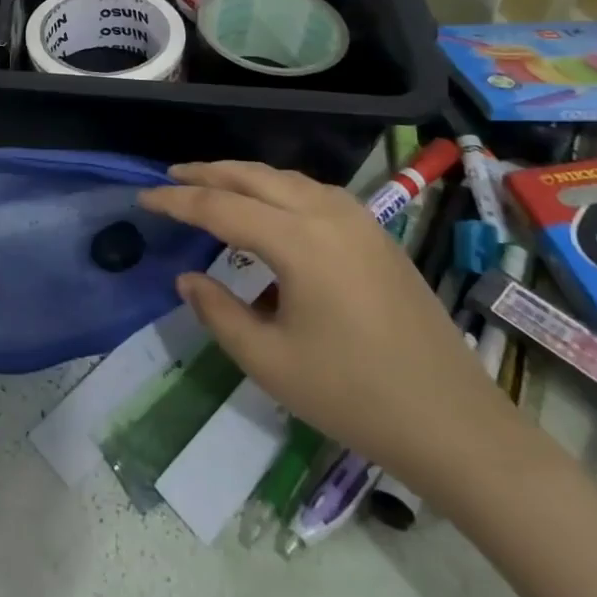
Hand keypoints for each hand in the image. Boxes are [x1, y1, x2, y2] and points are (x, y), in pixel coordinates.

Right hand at [141, 162, 518, 497]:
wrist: (453, 423)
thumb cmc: (353, 396)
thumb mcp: (269, 361)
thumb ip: (218, 312)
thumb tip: (188, 278)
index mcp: (298, 241)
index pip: (220, 206)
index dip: (176, 202)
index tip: (142, 199)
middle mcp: (327, 214)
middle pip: (253, 175)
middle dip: (207, 172)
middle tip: (169, 178)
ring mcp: (358, 219)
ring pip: (286, 178)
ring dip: (243, 176)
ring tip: (210, 186)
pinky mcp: (376, 233)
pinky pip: (313, 192)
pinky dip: (277, 189)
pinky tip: (268, 209)